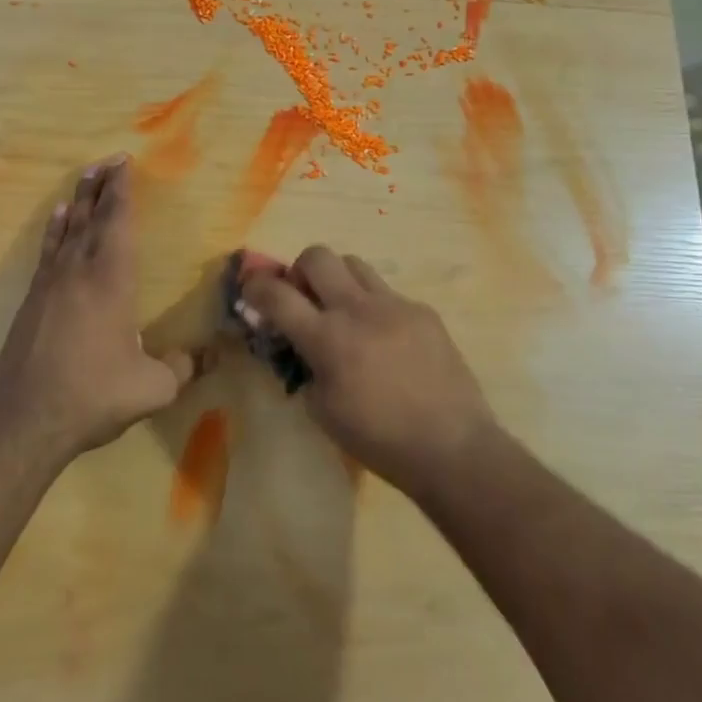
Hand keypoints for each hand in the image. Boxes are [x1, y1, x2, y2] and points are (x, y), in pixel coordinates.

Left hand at [0, 156, 196, 462]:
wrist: (27, 419)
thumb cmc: (95, 395)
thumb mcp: (153, 388)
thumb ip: (184, 367)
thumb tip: (212, 355)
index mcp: (111, 282)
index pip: (118, 224)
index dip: (123, 192)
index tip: (125, 164)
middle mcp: (79, 272)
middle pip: (91, 218)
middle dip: (102, 187)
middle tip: (109, 160)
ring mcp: (51, 284)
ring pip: (67, 229)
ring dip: (78, 200)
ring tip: (85, 176)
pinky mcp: (32, 300)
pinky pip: (47, 251)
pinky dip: (54, 229)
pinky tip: (57, 218)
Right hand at [240, 246, 497, 494]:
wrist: (451, 446)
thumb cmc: (379, 439)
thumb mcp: (323, 411)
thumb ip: (305, 367)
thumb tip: (300, 345)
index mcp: (328, 338)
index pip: (278, 294)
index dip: (256, 286)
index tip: (251, 289)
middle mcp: (358, 309)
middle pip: (318, 256)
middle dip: (300, 271)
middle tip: (304, 298)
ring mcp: (395, 305)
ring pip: (354, 263)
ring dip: (338, 280)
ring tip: (344, 312)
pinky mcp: (423, 311)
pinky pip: (387, 293)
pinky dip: (373, 307)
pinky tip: (385, 341)